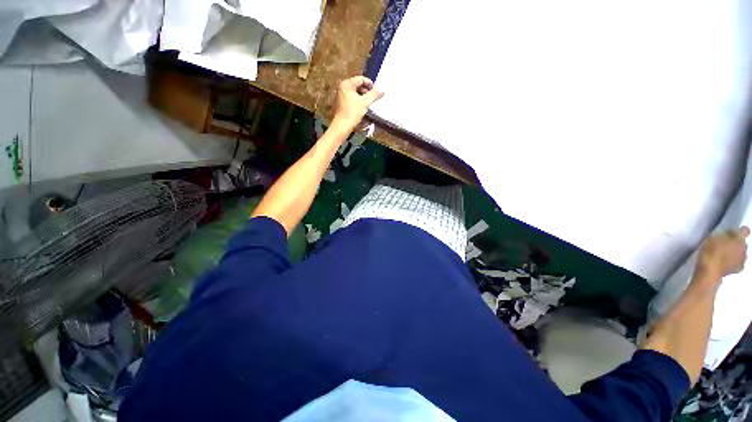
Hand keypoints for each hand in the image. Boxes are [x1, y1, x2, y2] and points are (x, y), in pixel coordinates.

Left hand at [332, 76, 383, 132]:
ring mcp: (341, 96)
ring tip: (368, 103)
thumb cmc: (352, 112)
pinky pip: (352, 98)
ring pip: (355, 92)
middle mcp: (342, 87)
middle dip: (366, 91)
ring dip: (363, 97)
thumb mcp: (365, 103)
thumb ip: (374, 95)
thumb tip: (382, 90)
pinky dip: (358, 101)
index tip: (376, 92)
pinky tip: (362, 107)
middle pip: (358, 85)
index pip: (361, 79)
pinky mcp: (341, 103)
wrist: (342, 126)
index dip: (370, 84)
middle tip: (373, 98)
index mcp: (347, 84)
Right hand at [696, 227, 749, 279]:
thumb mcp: (713, 235)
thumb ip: (724, 233)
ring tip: (723, 255)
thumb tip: (729, 233)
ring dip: (735, 253)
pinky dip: (733, 263)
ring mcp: (742, 259)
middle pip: (743, 243)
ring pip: (741, 254)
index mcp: (739, 237)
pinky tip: (725, 263)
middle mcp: (744, 247)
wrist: (710, 269)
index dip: (739, 230)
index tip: (733, 232)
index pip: (745, 230)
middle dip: (736, 244)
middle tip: (725, 245)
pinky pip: (738, 264)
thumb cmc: (710, 251)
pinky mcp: (738, 269)